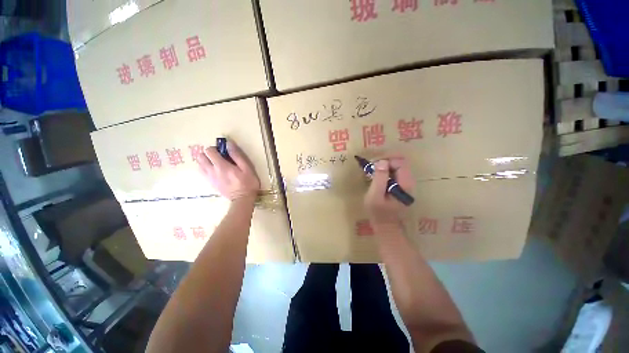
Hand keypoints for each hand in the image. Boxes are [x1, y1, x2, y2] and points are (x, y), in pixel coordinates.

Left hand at [197, 141, 259, 201]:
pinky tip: (216, 171)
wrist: (242, 199)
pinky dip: (206, 168)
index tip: (224, 151)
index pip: (209, 151)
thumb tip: (229, 143)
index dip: (216, 148)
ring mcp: (209, 178)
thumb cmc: (248, 182)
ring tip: (217, 163)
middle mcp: (212, 171)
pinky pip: (202, 172)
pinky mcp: (210, 183)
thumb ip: (237, 155)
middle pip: (200, 157)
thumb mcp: (247, 168)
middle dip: (208, 154)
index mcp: (221, 166)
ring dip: (206, 161)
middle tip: (219, 157)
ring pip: (199, 165)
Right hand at [364, 156, 414, 226]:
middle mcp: (409, 182)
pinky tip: (377, 178)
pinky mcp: (402, 187)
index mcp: (404, 184)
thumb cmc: (378, 212)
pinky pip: (396, 174)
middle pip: (400, 163)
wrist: (386, 226)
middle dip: (385, 163)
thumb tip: (382, 162)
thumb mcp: (375, 196)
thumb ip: (379, 178)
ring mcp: (406, 185)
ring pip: (398, 168)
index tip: (374, 166)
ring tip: (373, 173)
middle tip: (372, 169)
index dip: (387, 161)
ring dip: (385, 167)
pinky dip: (386, 172)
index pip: (400, 163)